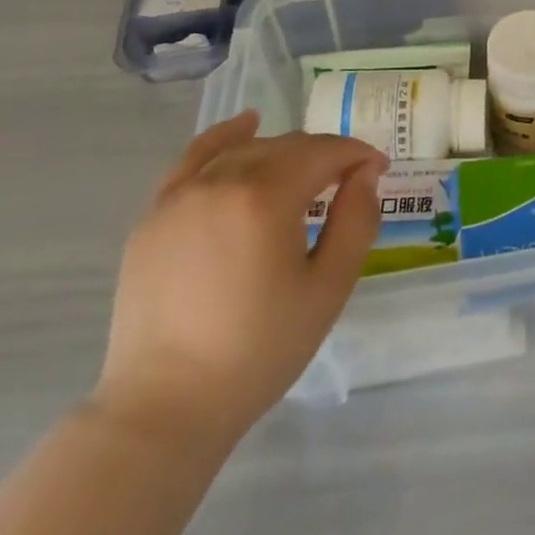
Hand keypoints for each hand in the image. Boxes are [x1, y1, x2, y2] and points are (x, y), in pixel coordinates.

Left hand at [92, 112, 385, 444]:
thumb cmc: (259, 350)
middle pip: (288, 147)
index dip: (358, 155)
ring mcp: (181, 196)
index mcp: (266, 197)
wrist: (164, 408)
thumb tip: (367, 174)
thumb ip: (356, 220)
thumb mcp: (328, 288)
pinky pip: (194, 158)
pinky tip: (246, 126)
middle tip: (348, 182)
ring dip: (284, 153)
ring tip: (305, 174)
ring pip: (247, 150)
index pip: (325, 153)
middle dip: (325, 156)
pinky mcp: (154, 215)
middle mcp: (222, 181)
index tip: (379, 171)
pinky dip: (225, 138)